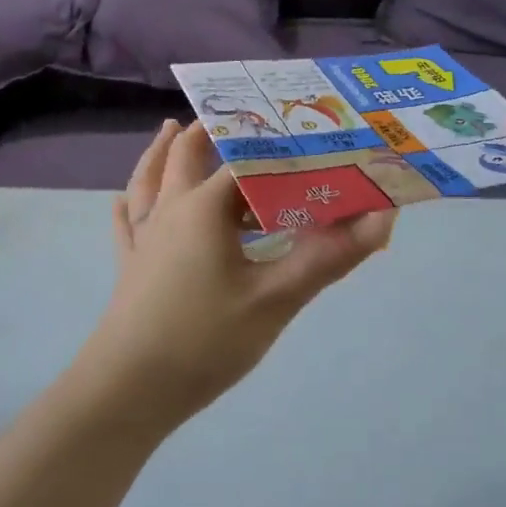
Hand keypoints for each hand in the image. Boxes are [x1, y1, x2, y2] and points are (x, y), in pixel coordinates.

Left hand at [71, 120, 394, 431]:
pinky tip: (121, 199)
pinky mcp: (129, 267)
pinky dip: (128, 205)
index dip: (281, 150)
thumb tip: (383, 217)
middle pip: (187, 156)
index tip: (307, 137)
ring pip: (149, 180)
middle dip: (211, 133)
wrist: (127, 391)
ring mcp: (143, 238)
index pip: (248, 161)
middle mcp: (170, 210)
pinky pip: (126, 223)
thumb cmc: (204, 339)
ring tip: (171, 129)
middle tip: (235, 115)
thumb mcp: (276, 298)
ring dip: (162, 153)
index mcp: (204, 207)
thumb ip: (329, 256)